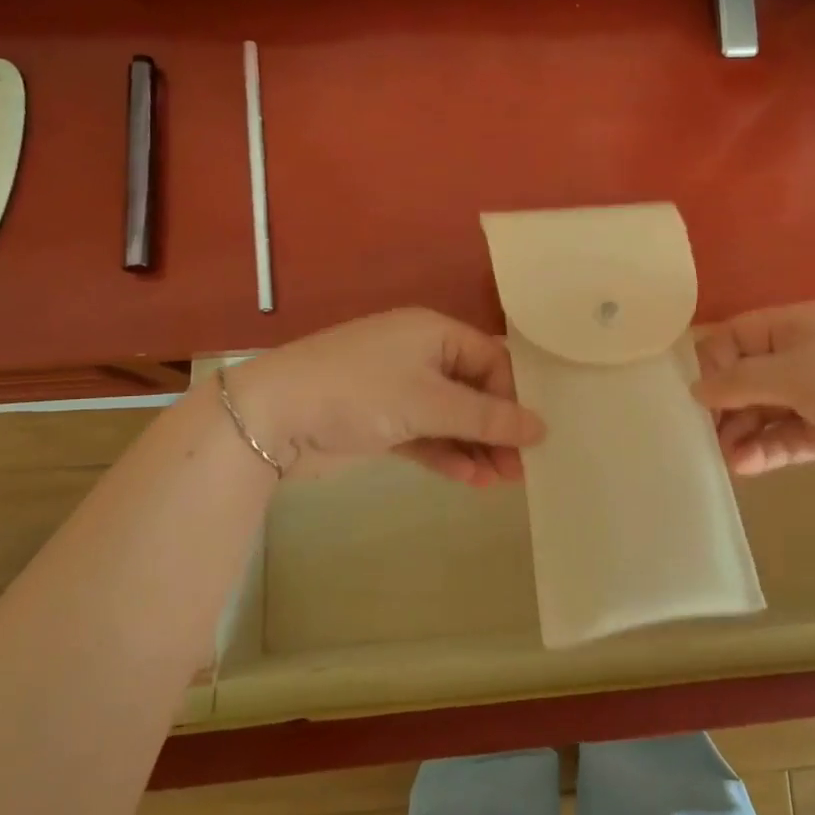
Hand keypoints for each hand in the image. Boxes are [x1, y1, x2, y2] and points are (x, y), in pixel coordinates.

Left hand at [221, 309, 544, 484]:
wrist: (273, 418)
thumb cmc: (360, 392)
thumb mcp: (429, 402)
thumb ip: (487, 418)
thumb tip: (541, 428)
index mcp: (434, 333)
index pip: (492, 360)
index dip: (514, 396)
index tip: (533, 436)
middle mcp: (420, 355)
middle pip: (474, 391)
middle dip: (497, 428)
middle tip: (521, 468)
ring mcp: (399, 389)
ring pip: (452, 418)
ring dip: (476, 447)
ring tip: (500, 481)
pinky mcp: (382, 421)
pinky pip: (427, 435)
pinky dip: (447, 455)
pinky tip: (470, 479)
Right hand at [692, 301, 814, 483]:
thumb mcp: (792, 374)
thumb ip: (738, 381)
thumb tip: (697, 389)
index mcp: (796, 325)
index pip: (737, 335)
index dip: (715, 362)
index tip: (704, 397)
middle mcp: (804, 355)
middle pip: (748, 375)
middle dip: (727, 405)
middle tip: (712, 434)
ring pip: (764, 410)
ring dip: (743, 432)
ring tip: (731, 457)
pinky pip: (786, 436)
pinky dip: (766, 450)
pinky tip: (747, 466)